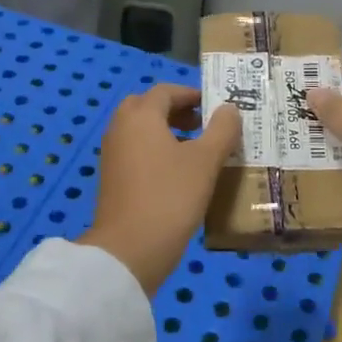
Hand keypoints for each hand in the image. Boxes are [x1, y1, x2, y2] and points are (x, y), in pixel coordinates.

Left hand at [78, 85, 239, 294]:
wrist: (129, 250)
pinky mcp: (112, 178)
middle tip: (202, 123)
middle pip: (147, 107)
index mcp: (141, 116)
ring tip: (196, 149)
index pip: (165, 91)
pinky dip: (155, 150)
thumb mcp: (205, 161)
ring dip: (166, 131)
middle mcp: (121, 128)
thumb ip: (221, 130)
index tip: (214, 105)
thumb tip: (229, 109)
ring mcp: (112, 154)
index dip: (191, 94)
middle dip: (175, 110)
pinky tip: (178, 173)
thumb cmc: (170, 197)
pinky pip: (135, 151)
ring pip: (140, 130)